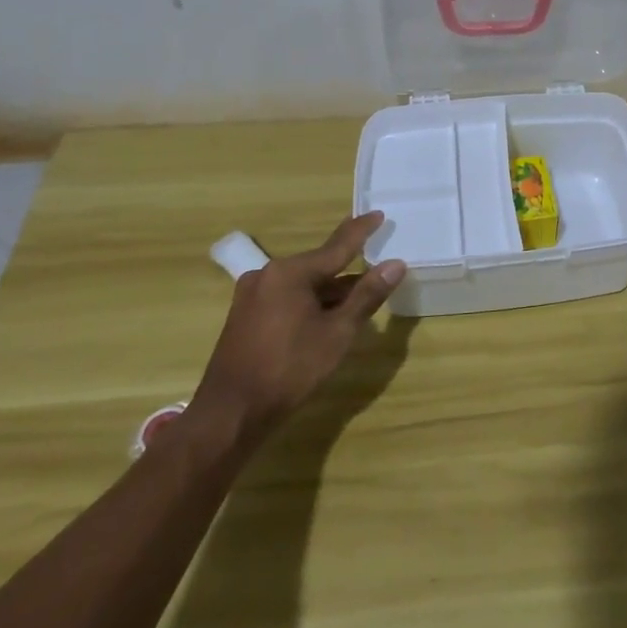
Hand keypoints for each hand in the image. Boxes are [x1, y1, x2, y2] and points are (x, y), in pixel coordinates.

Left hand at [188, 212, 405, 444]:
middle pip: (320, 266)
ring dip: (331, 292)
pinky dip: (311, 303)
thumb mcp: (337, 333)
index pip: (337, 246)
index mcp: (291, 272)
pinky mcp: (246, 316)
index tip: (379, 214)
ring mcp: (253, 295)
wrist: (231, 413)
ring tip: (358, 301)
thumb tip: (395, 264)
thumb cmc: (290, 369)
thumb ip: (367, 296)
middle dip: (349, 271)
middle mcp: (268, 274)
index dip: (361, 230)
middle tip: (377, 270)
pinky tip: (326, 318)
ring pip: (304, 285)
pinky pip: (287, 298)